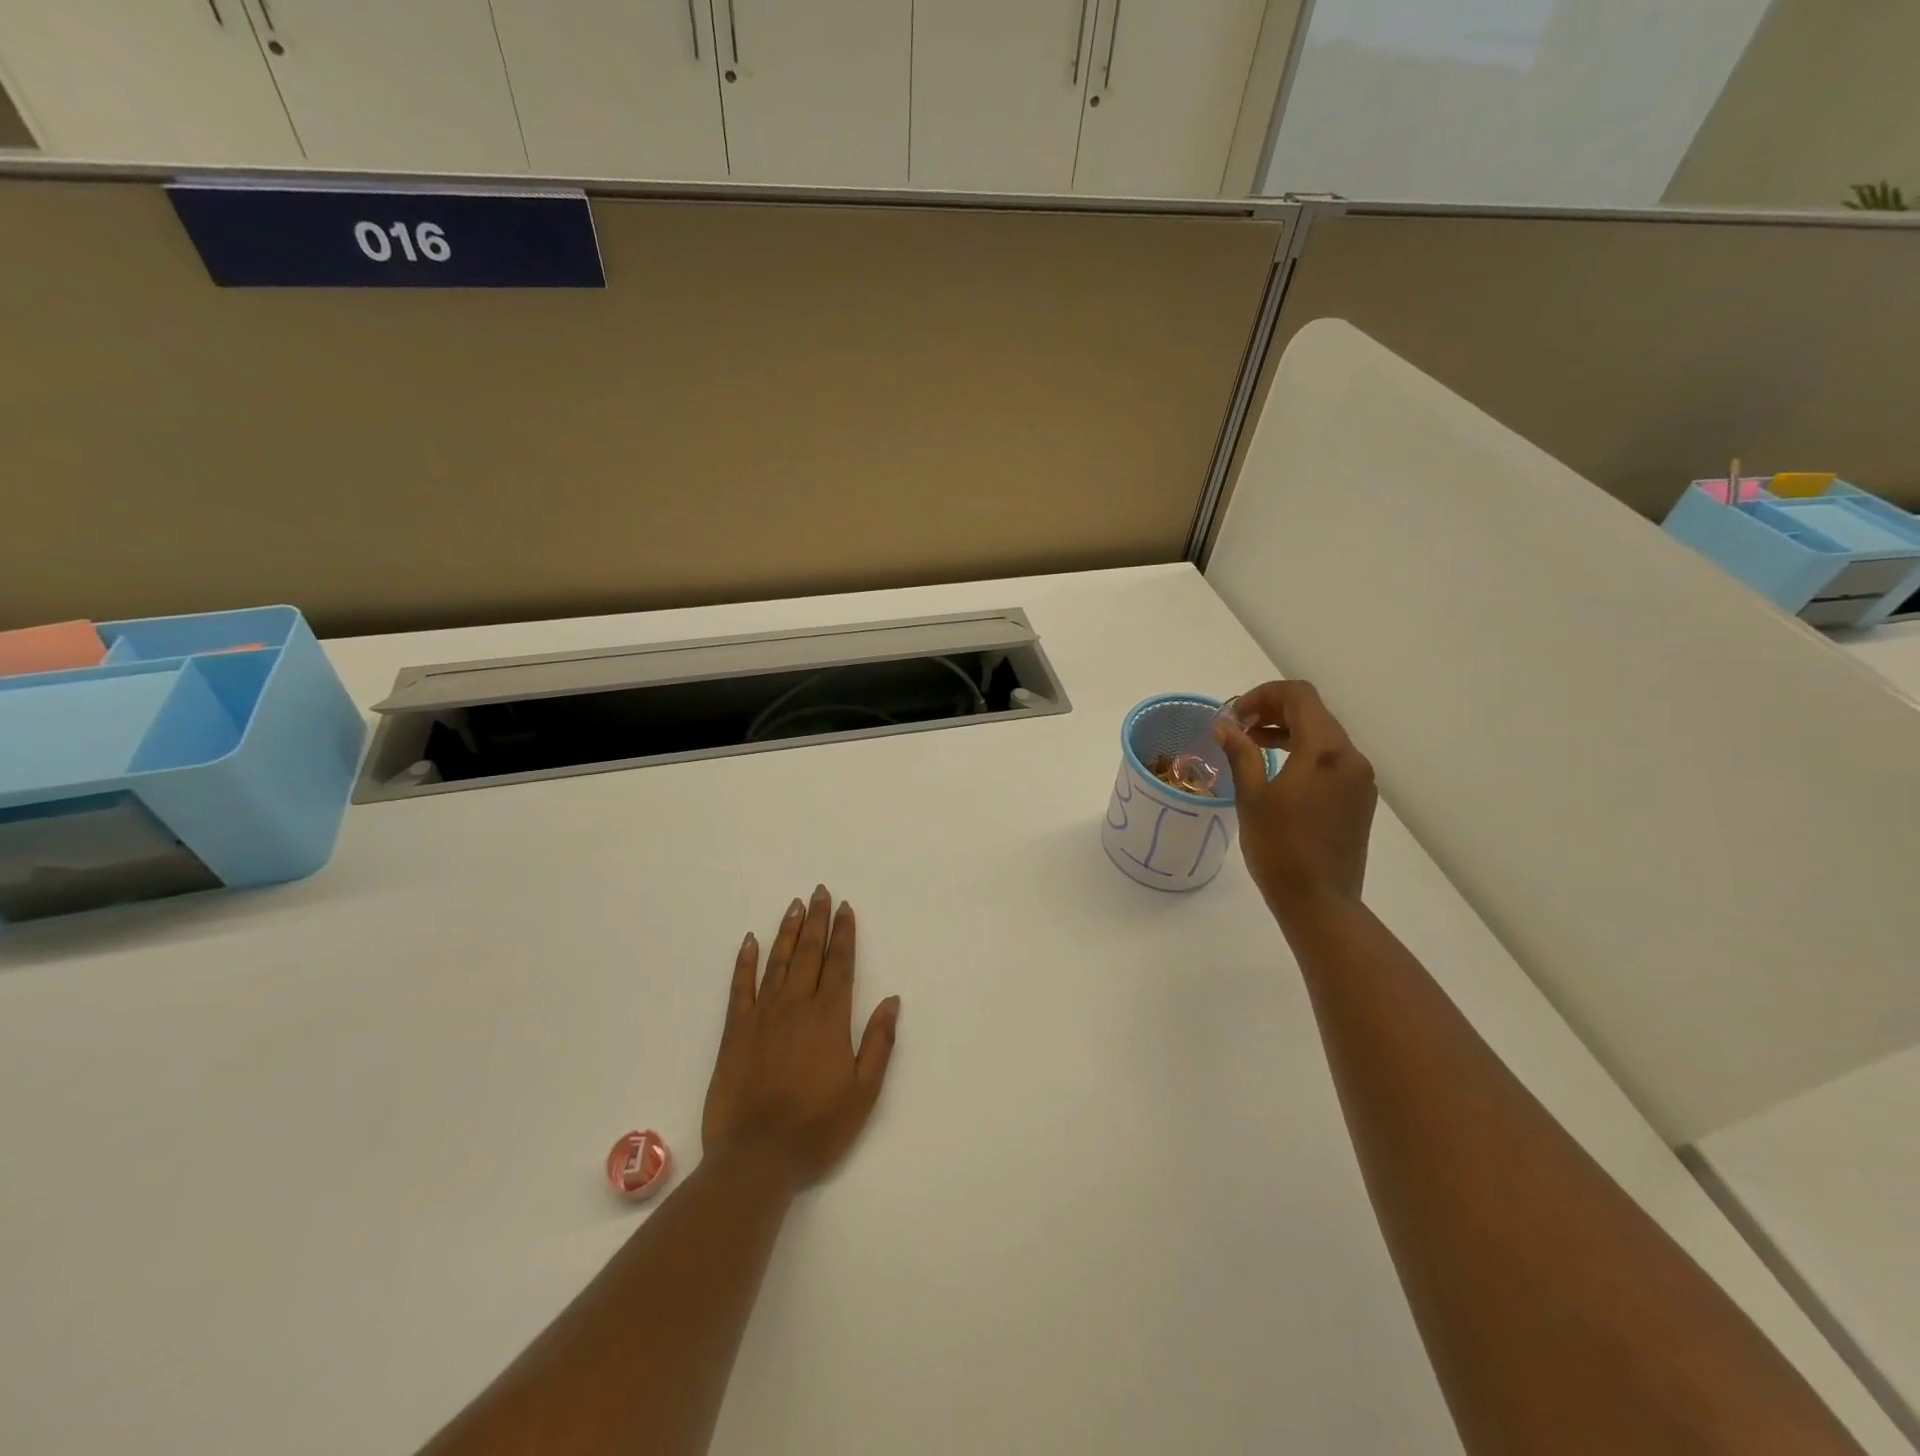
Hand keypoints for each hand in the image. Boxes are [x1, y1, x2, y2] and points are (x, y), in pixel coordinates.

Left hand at [702, 886, 900, 1188]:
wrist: (756, 1157)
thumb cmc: (817, 1127)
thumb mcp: (863, 1091)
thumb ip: (878, 1042)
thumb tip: (892, 999)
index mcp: (829, 1018)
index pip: (840, 964)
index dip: (844, 934)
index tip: (845, 907)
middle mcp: (796, 1006)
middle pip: (809, 953)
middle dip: (817, 920)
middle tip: (819, 891)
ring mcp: (762, 1015)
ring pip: (777, 962)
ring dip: (787, 931)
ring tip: (794, 905)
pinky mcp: (735, 1031)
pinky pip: (740, 986)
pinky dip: (745, 961)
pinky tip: (750, 941)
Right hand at [1214, 680, 1376, 921]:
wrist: (1320, 902)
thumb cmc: (1279, 849)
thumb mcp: (1252, 798)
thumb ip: (1241, 754)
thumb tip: (1225, 726)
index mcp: (1324, 751)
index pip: (1299, 696)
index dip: (1264, 694)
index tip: (1235, 714)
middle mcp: (1350, 757)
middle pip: (1314, 712)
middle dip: (1274, 710)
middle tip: (1239, 726)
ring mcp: (1359, 779)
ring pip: (1324, 736)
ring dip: (1288, 730)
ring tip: (1252, 744)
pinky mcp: (1359, 799)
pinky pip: (1331, 760)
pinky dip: (1304, 752)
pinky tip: (1278, 771)